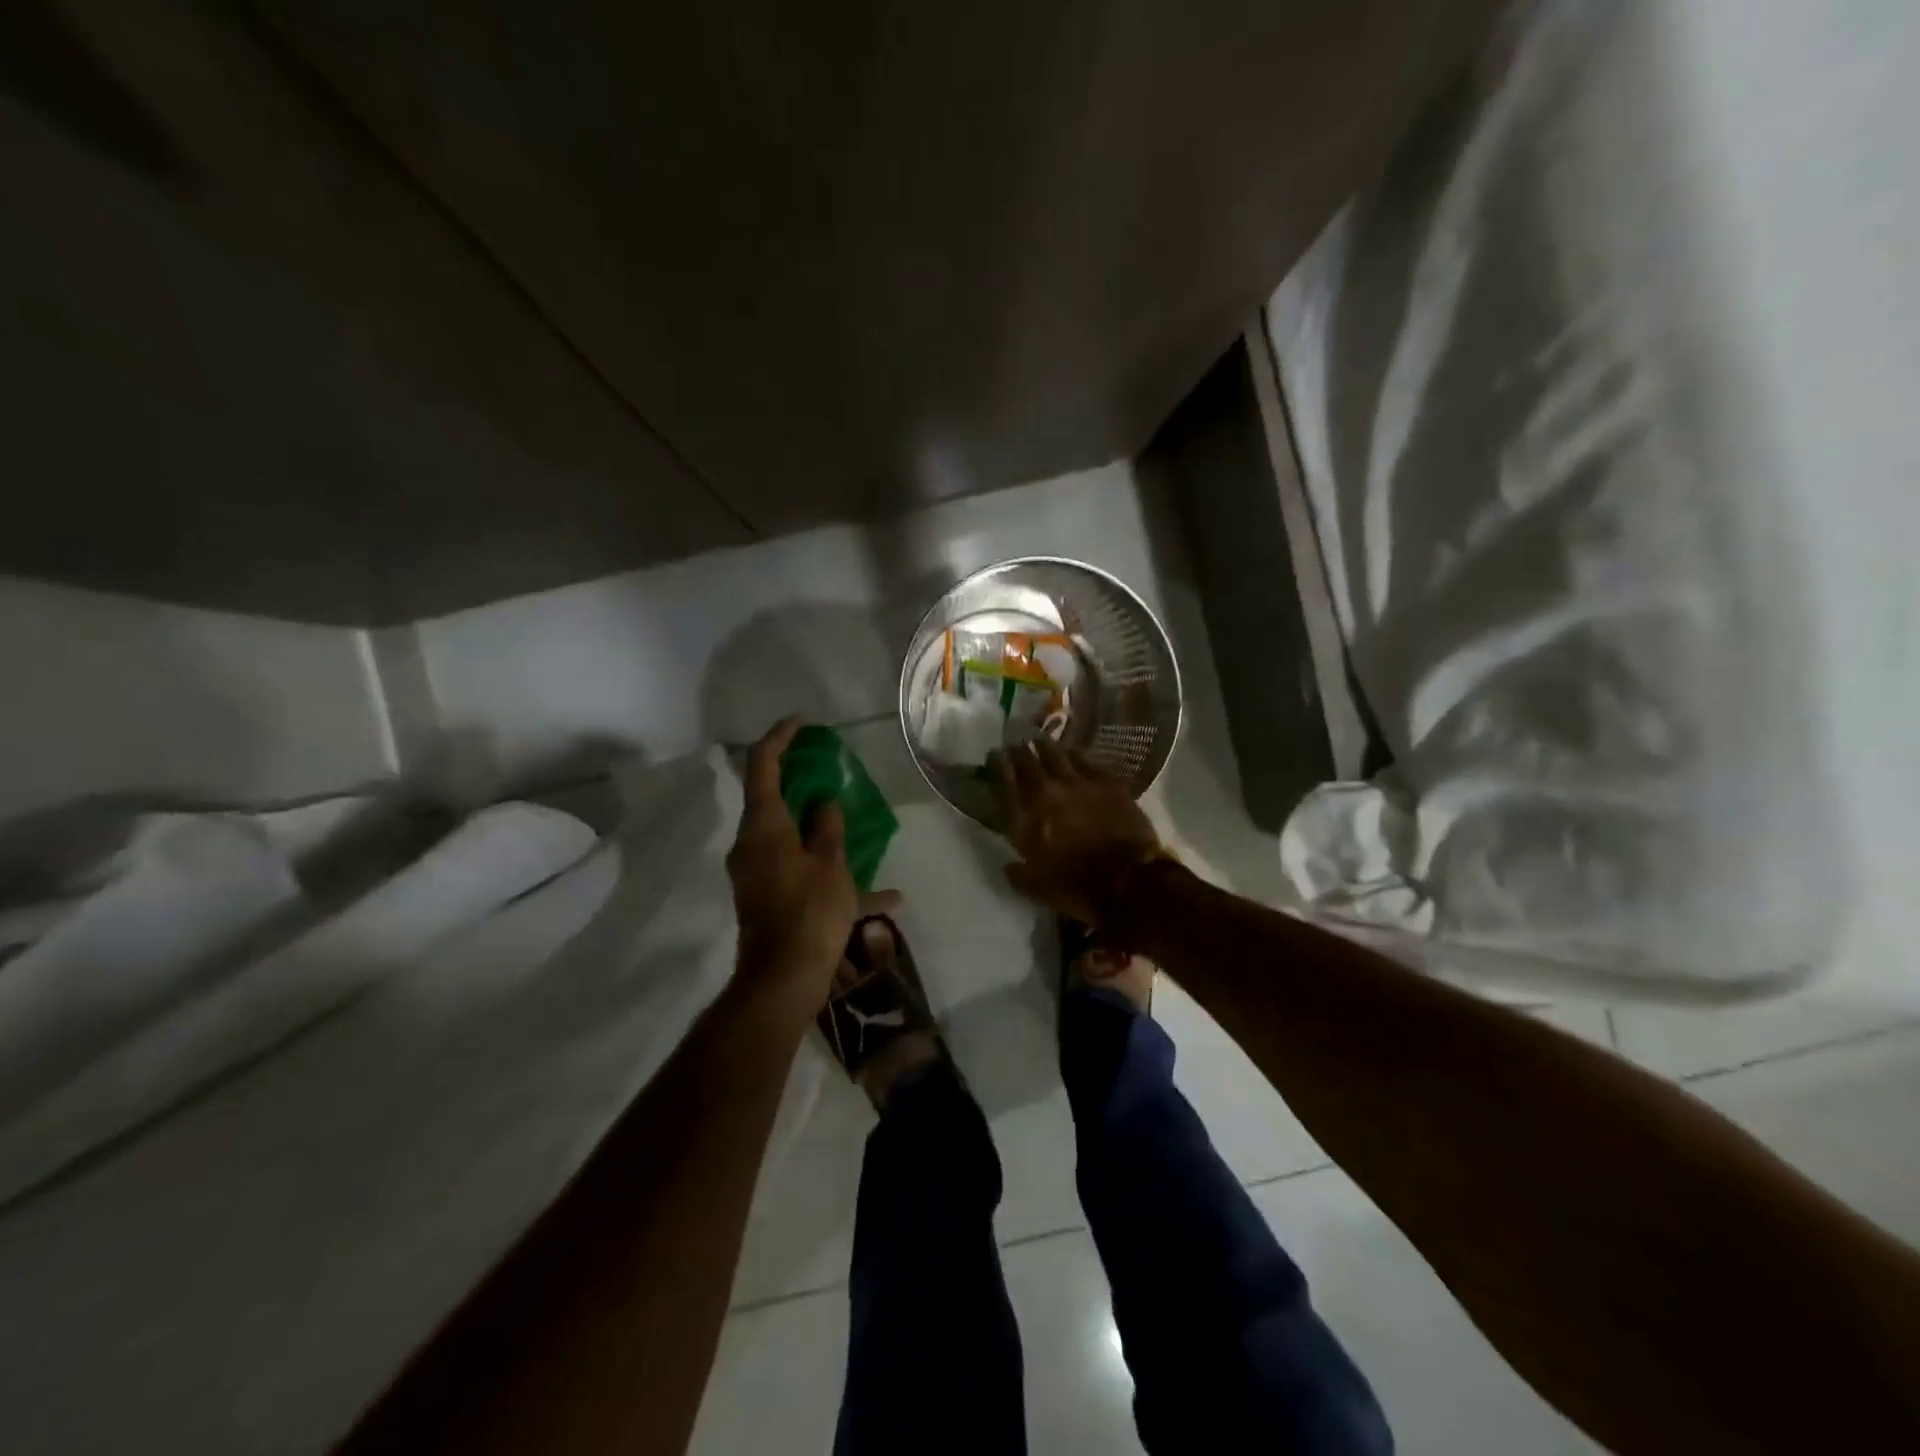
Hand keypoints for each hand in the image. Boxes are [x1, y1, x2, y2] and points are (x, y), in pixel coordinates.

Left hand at [727, 718, 896, 1001]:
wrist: (782, 980)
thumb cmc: (809, 913)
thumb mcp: (830, 865)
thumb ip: (828, 826)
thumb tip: (824, 802)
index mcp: (763, 826)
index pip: (762, 765)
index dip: (779, 737)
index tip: (801, 722)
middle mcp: (750, 843)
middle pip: (769, 798)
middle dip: (797, 779)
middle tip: (826, 766)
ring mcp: (754, 872)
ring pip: (785, 834)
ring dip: (815, 825)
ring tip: (850, 821)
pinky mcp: (764, 896)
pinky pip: (795, 867)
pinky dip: (824, 867)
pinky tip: (880, 896)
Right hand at [989, 739, 1164, 929]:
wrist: (1128, 881)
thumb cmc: (1078, 889)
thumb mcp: (1037, 888)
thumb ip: (1019, 874)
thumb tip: (1009, 866)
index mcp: (1024, 821)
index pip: (1004, 783)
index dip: (997, 765)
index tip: (994, 755)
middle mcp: (1046, 794)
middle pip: (1027, 763)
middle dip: (1018, 752)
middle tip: (1016, 746)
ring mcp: (1078, 784)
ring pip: (1056, 755)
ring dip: (1045, 747)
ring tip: (1040, 741)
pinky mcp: (1107, 782)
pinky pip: (1086, 761)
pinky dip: (1076, 756)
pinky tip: (1073, 754)